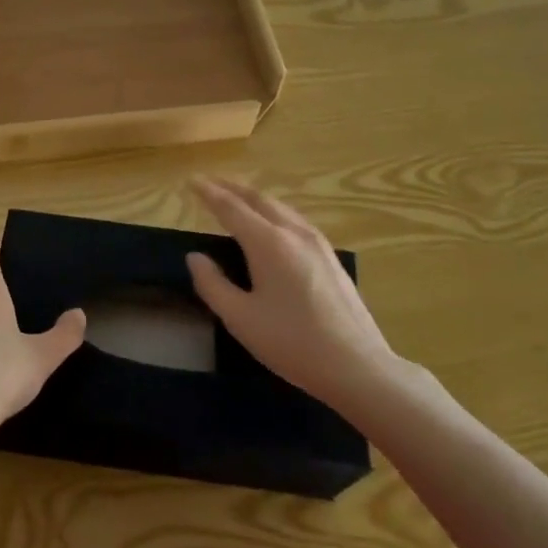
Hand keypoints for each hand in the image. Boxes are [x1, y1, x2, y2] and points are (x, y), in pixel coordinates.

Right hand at [187, 177, 424, 419]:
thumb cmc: (292, 342)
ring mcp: (318, 243)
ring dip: (254, 198)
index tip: (191, 181)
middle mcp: (294, 233)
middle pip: (259, 199)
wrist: (356, 365)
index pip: (232, 208)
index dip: (209, 193)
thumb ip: (213, 284)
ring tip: (236, 198)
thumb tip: (195, 257)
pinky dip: (273, 212)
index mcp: (269, 243)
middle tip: (210, 183)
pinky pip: (295, 220)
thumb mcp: (240, 318)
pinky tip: (271, 224)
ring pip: (281, 207)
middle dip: (232, 188)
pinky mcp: (331, 257)